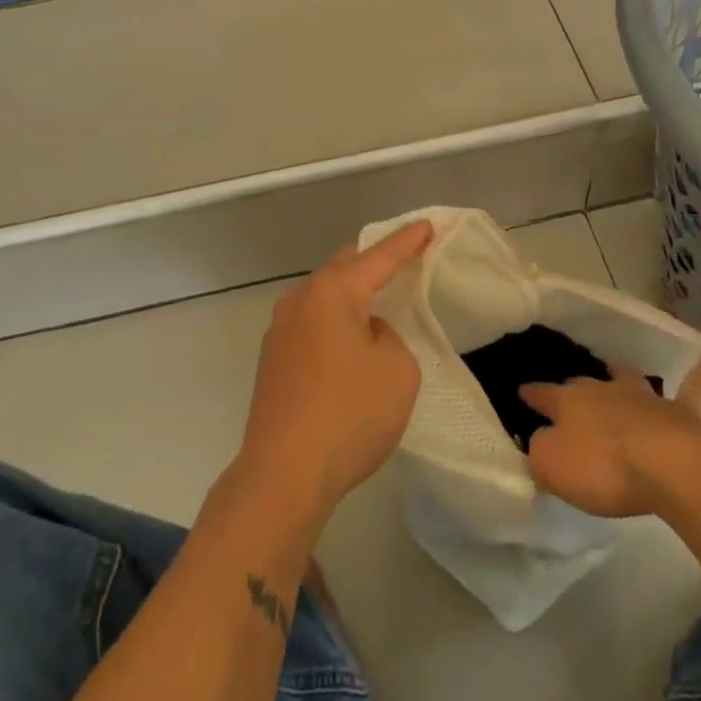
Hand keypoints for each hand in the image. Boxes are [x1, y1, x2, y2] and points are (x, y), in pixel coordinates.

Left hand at [235, 223, 432, 522]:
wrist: (283, 474)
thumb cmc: (349, 414)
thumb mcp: (397, 369)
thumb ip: (389, 337)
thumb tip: (366, 334)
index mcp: (332, 292)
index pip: (378, 256)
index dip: (407, 241)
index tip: (427, 225)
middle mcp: (300, 300)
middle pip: (343, 268)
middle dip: (373, 260)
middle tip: (402, 257)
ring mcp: (280, 331)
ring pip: (323, 296)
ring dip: (351, 293)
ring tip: (378, 296)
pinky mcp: (272, 361)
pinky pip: (312, 324)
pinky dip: (336, 321)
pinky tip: (349, 339)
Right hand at [521, 360, 700, 517]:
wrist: (670, 466)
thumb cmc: (603, 468)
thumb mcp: (552, 467)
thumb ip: (540, 451)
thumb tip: (540, 441)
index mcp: (569, 402)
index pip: (542, 395)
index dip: (531, 395)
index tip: (521, 391)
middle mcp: (604, 390)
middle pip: (584, 384)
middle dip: (574, 387)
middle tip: (569, 391)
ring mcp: (645, 398)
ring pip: (628, 378)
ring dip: (621, 376)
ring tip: (617, 373)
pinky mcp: (682, 413)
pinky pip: (692, 389)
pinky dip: (697, 377)